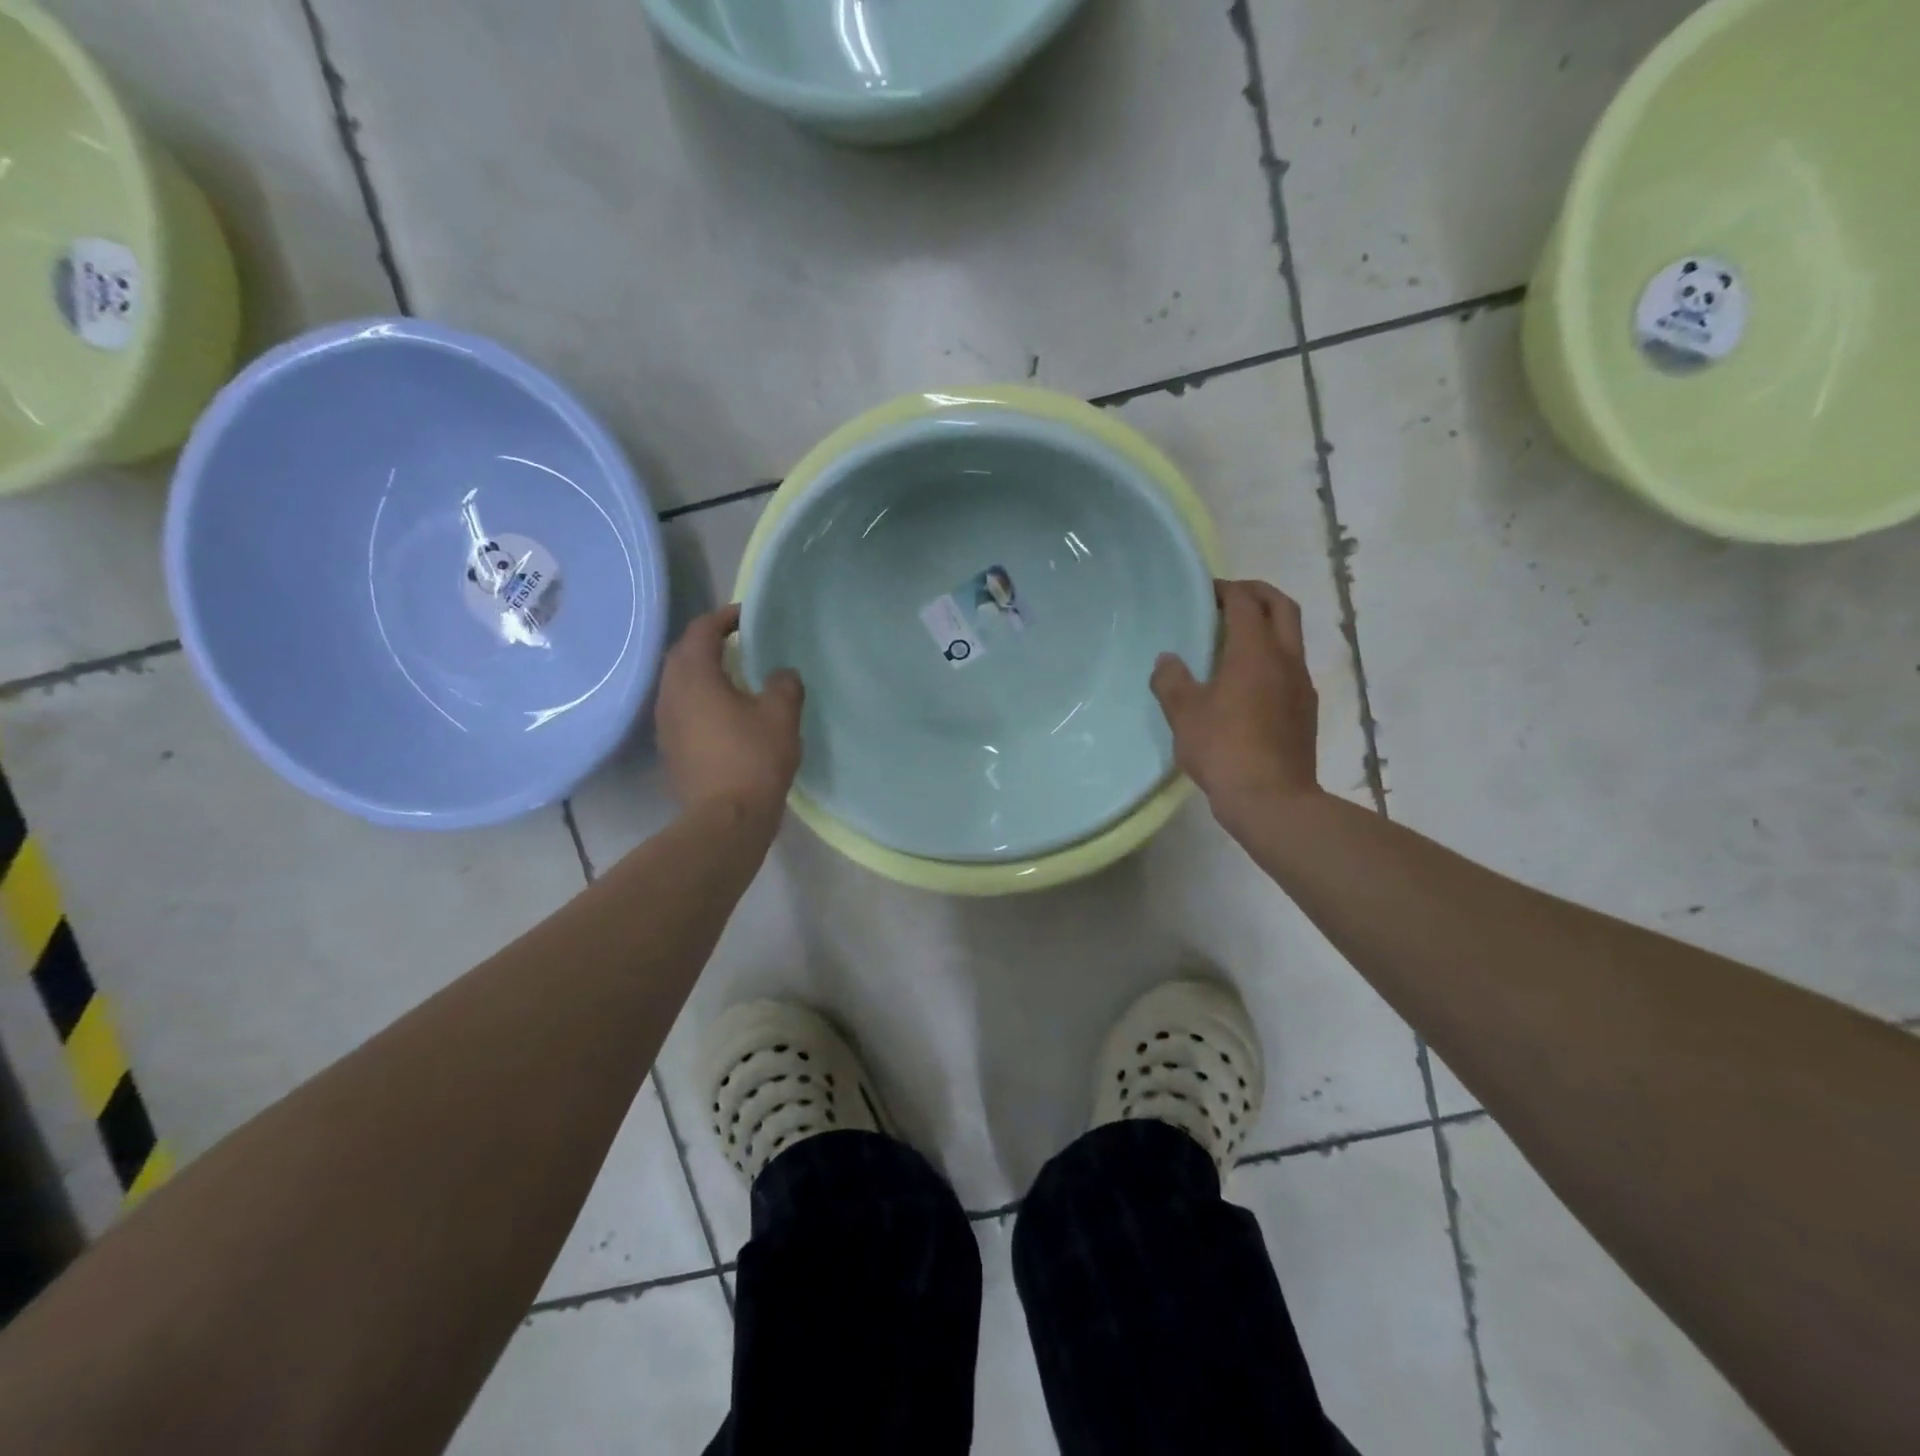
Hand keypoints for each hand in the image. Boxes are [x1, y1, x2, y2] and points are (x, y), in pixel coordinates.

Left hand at [655, 604, 803, 820]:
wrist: (726, 819)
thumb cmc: (754, 759)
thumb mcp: (781, 715)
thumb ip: (784, 684)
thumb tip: (781, 674)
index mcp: (694, 677)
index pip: (701, 631)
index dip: (724, 617)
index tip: (748, 617)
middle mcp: (670, 694)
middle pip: (683, 654)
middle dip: (709, 642)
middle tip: (740, 642)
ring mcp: (665, 723)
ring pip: (679, 683)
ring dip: (703, 672)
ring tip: (734, 675)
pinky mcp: (670, 747)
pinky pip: (682, 708)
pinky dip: (700, 698)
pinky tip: (724, 711)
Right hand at [1150, 579, 1320, 812]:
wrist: (1271, 799)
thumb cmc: (1223, 748)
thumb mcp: (1184, 714)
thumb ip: (1171, 681)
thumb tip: (1167, 660)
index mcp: (1255, 651)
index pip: (1246, 602)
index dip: (1227, 590)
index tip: (1206, 591)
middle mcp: (1286, 658)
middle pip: (1282, 607)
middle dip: (1258, 594)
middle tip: (1230, 598)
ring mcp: (1301, 684)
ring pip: (1291, 637)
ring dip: (1268, 626)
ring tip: (1235, 639)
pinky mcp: (1305, 709)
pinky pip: (1291, 666)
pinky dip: (1272, 656)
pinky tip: (1248, 681)